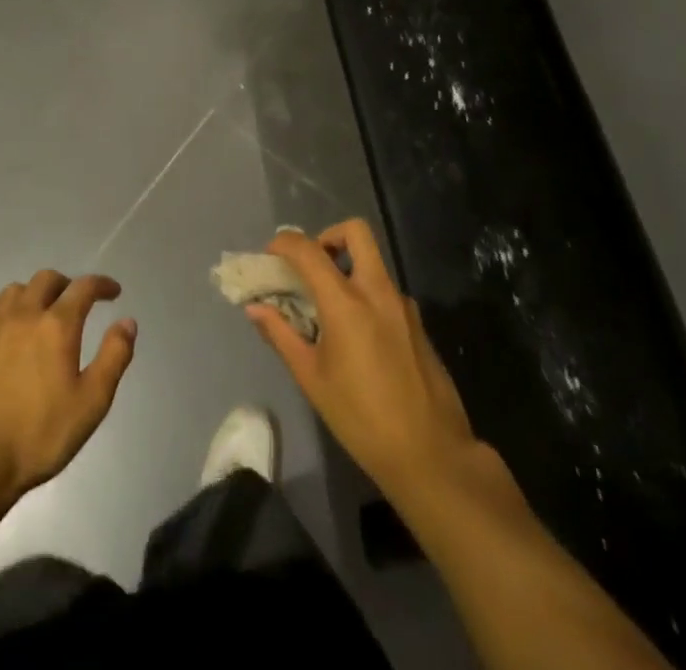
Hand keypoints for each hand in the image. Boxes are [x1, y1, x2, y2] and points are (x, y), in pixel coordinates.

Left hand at [0, 271, 136, 502]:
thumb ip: (114, 357)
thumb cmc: (39, 435)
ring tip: (38, 315)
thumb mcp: (92, 402)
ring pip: (14, 291)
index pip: (84, 287)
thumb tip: (127, 322)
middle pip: (46, 279)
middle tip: (74, 304)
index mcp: (57, 325)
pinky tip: (2, 336)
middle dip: (66, 284)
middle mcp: (24, 315)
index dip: (102, 284)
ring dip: (32, 295)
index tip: (113, 292)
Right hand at [248, 221, 476, 502]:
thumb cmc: (361, 418)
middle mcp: (377, 290)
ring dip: (347, 268)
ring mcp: (403, 304)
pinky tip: (357, 337)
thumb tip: (255, 308)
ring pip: (372, 262)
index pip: (309, 250)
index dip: (285, 243)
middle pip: (355, 231)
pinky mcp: (417, 322)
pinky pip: (385, 290)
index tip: (271, 255)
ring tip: (328, 309)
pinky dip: (365, 294)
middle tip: (311, 266)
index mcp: (347, 302)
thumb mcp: (312, 378)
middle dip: (328, 236)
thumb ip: (281, 335)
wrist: (431, 454)